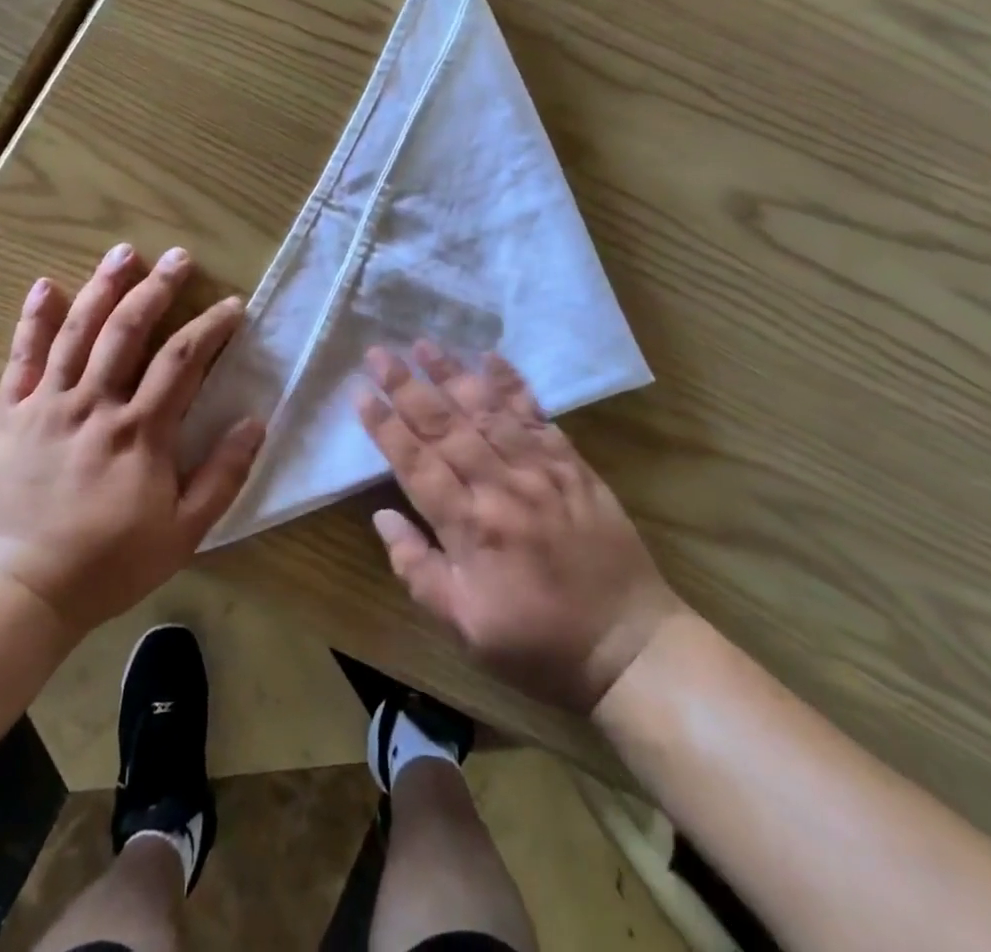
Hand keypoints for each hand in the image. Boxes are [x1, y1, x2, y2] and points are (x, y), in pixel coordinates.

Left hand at [0, 243, 264, 637]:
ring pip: (77, 333)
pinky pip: (21, 360)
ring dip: (102, 288)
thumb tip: (255, 421)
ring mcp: (48, 406)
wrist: (17, 590)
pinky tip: (44, 286)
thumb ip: (222, 475)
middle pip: (129, 331)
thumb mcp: (182, 533)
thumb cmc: (107, 565)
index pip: (183, 361)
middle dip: (157, 289)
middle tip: (179, 257)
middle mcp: (95, 405)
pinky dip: (33, 321)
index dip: (211, 327)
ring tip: (123, 253)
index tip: (232, 305)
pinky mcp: (10, 416)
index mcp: (140, 432)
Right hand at [357, 342, 687, 713]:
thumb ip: (418, 571)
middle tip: (378, 353)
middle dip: (407, 387)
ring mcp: (541, 471)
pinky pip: (537, 416)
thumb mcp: (466, 628)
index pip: (416, 464)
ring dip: (452, 375)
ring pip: (487, 411)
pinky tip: (491, 357)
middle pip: (445, 427)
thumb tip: (382, 516)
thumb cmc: (538, 643)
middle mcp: (502, 487)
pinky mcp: (572, 464)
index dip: (385, 426)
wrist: (630, 646)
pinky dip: (513, 384)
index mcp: (470, 529)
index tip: (360, 393)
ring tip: (423, 344)